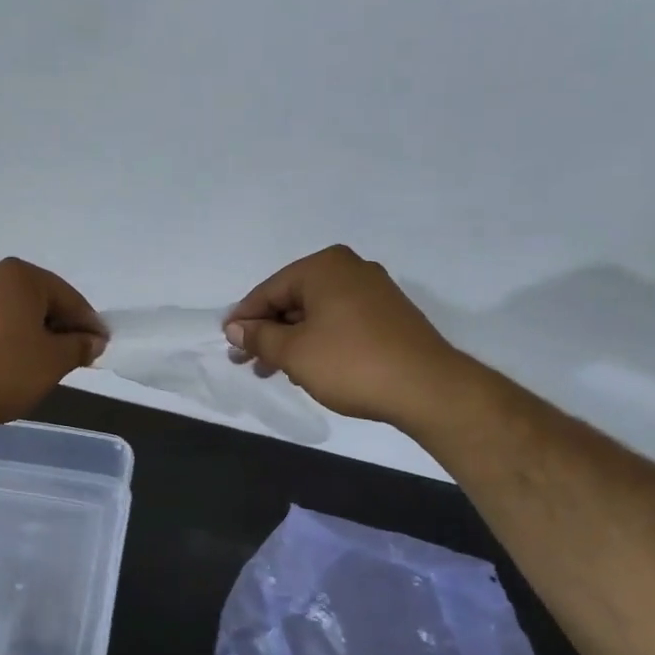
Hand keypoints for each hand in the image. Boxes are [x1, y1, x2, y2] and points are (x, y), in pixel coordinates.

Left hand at [0, 258, 106, 427]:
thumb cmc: (4, 369)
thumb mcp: (53, 361)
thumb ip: (79, 346)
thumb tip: (93, 340)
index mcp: (21, 275)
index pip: (69, 297)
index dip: (88, 324)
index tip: (100, 349)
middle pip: (40, 302)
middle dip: (61, 329)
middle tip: (76, 358)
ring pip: (16, 315)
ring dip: (35, 336)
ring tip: (46, 367)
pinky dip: (10, 342)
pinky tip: (14, 366)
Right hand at [224, 246, 464, 423]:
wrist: (426, 387)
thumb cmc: (350, 363)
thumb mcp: (294, 352)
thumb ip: (259, 337)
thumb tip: (235, 328)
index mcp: (324, 267)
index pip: (269, 290)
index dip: (244, 318)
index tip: (228, 343)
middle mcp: (350, 269)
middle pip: (294, 299)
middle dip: (268, 332)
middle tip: (247, 362)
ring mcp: (374, 291)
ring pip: (317, 313)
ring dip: (291, 340)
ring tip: (274, 371)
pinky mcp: (389, 315)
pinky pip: (340, 322)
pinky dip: (319, 341)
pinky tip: (309, 367)